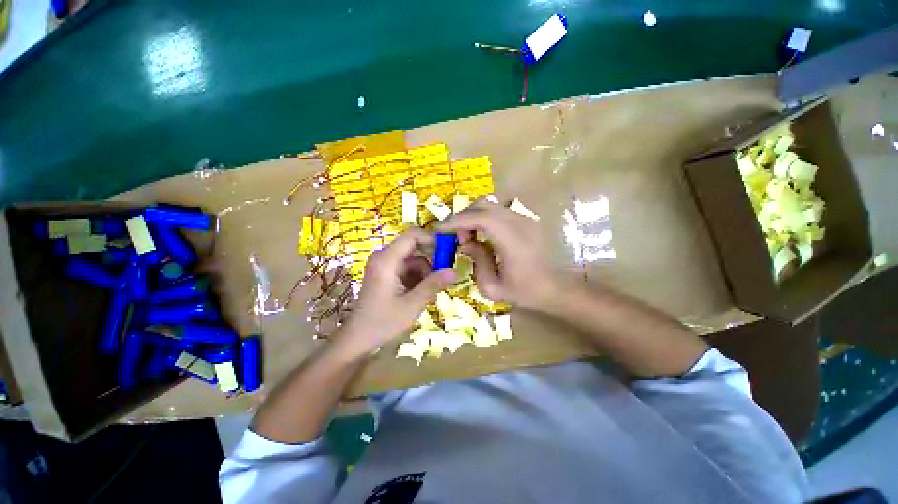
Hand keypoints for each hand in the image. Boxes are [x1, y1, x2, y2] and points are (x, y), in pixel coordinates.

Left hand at [336, 229, 455, 354]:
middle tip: (445, 276)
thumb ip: (434, 285)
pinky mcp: (386, 274)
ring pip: (413, 259)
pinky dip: (418, 278)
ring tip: (433, 291)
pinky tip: (423, 293)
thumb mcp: (412, 304)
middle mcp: (384, 258)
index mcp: (387, 260)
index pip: (412, 236)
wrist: (358, 339)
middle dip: (431, 260)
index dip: (432, 239)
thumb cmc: (382, 322)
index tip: (448, 251)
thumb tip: (455, 271)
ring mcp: (384, 266)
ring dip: (426, 272)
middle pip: (414, 248)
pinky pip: (407, 269)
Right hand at [439, 199, 558, 310]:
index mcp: (513, 241)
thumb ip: (476, 262)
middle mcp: (520, 223)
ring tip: (467, 237)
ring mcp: (524, 218)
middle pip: (483, 205)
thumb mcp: (493, 288)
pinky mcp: (525, 219)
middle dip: (462, 217)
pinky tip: (481, 235)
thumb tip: (467, 243)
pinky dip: (482, 218)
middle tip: (454, 237)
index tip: (439, 230)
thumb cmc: (525, 292)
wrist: (555, 288)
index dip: (457, 221)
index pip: (481, 218)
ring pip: (489, 205)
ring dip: (472, 216)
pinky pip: (497, 211)